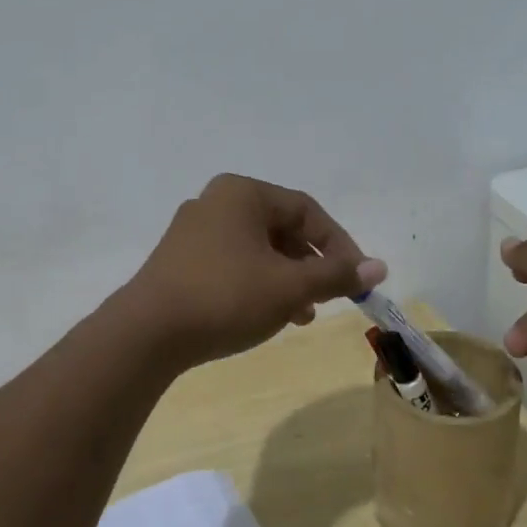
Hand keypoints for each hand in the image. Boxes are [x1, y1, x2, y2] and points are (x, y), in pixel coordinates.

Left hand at [124, 174, 387, 367]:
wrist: (147, 333)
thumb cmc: (226, 297)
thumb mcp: (289, 287)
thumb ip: (335, 274)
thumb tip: (380, 267)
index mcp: (242, 193)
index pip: (307, 211)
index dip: (339, 245)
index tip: (357, 279)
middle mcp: (216, 202)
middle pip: (281, 229)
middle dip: (311, 265)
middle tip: (329, 298)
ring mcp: (193, 231)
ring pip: (258, 250)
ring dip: (287, 279)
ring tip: (302, 316)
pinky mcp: (179, 260)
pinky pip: (232, 263)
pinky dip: (257, 284)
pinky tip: (267, 316)